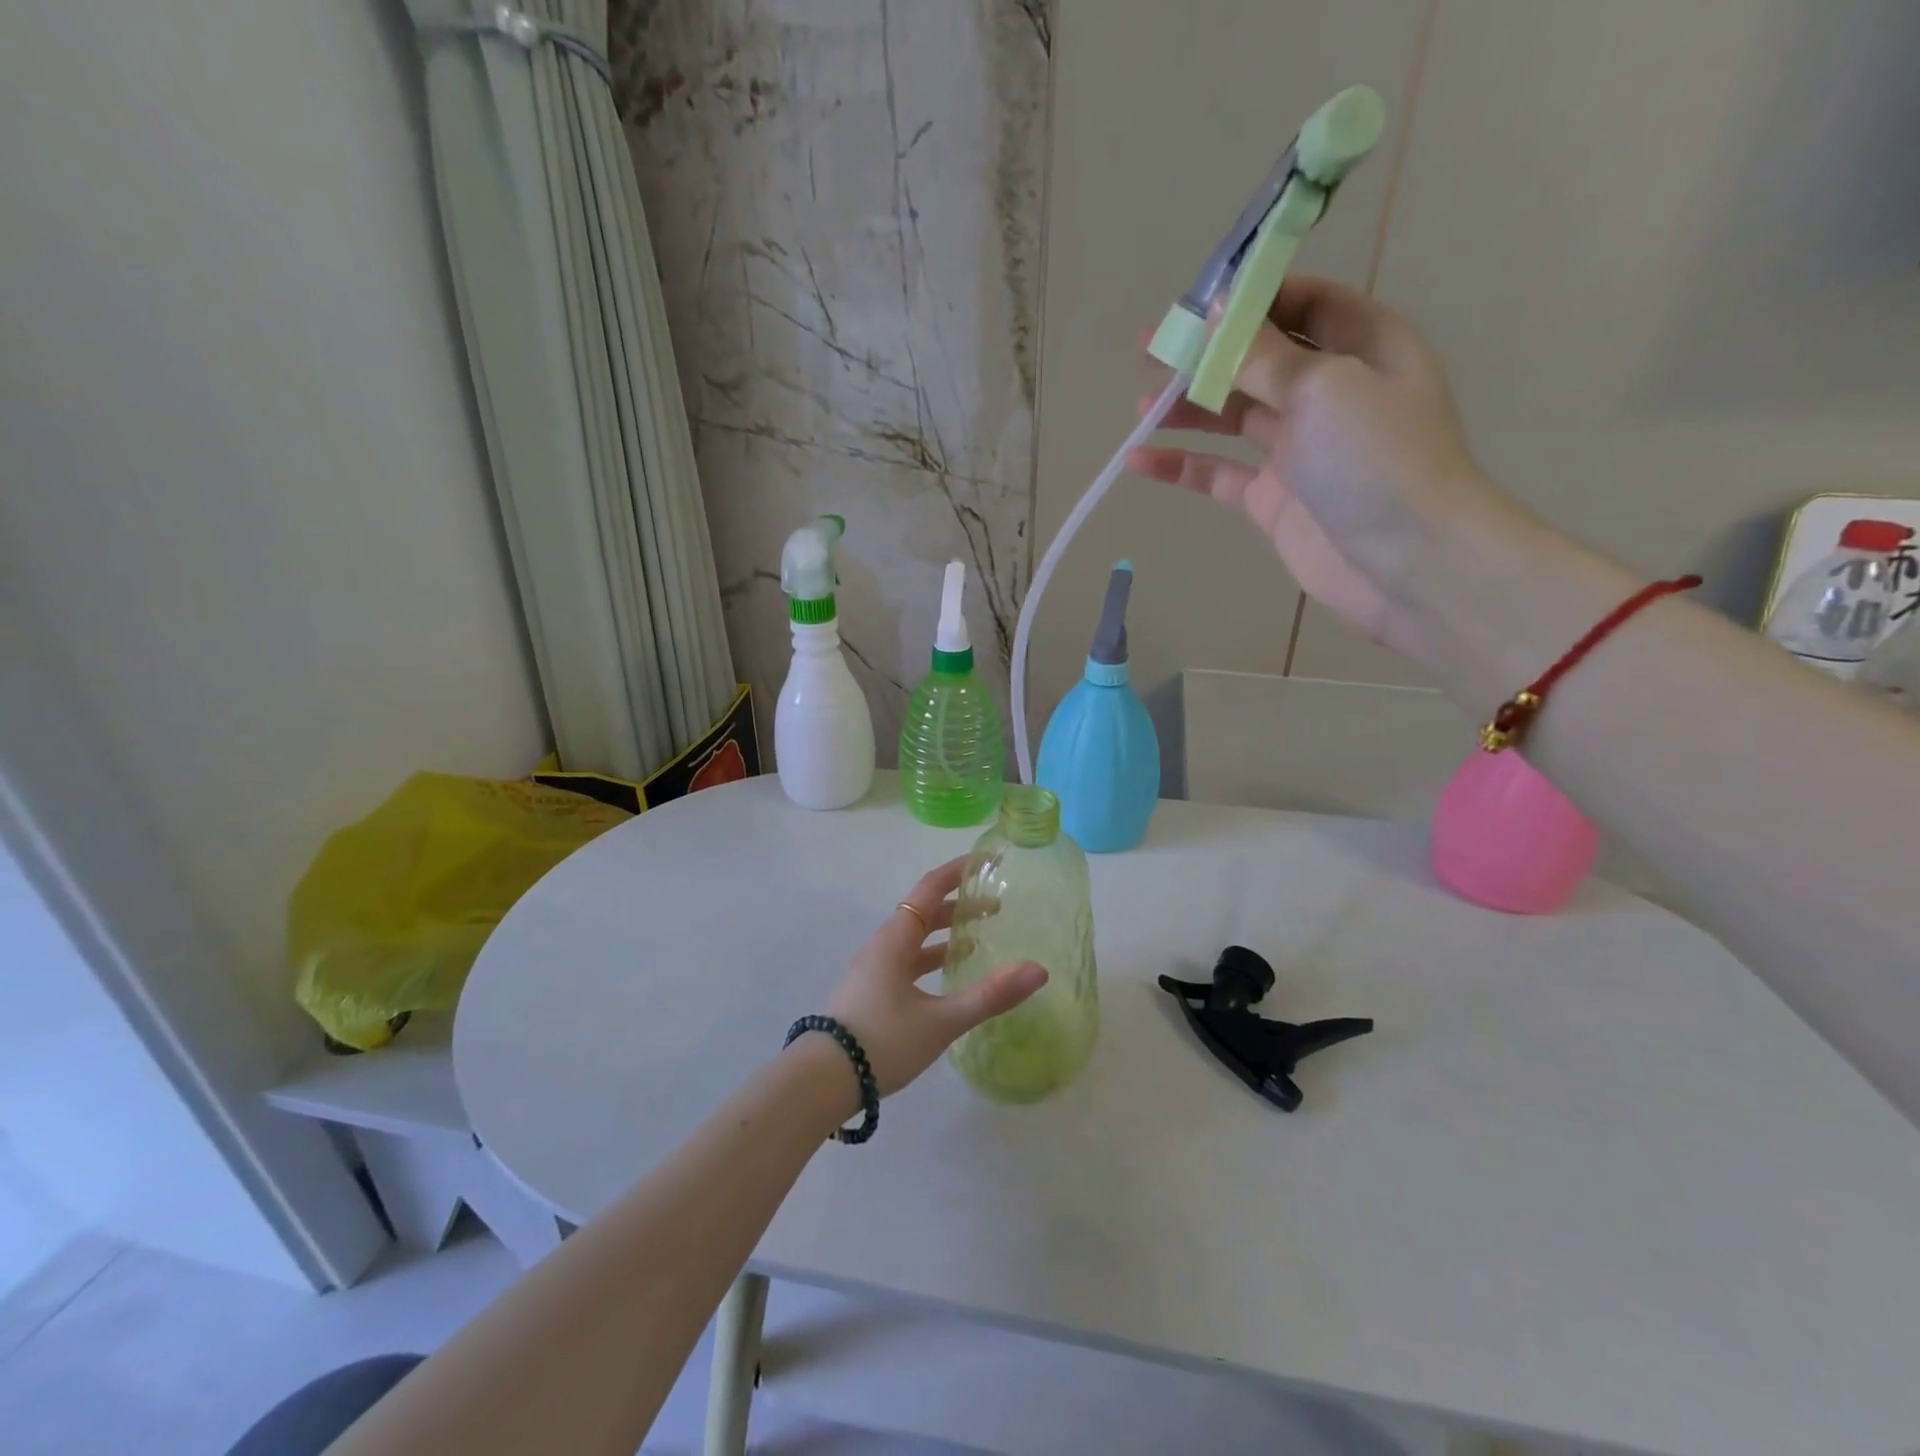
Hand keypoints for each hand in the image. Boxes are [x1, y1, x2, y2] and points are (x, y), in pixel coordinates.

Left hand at [823, 857, 1045, 1095]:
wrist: (821, 1081)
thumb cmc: (882, 1041)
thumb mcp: (941, 1021)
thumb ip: (990, 996)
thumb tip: (1039, 970)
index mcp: (896, 939)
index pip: (930, 888)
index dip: (959, 871)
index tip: (988, 861)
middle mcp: (884, 945)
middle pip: (924, 911)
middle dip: (959, 904)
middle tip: (997, 906)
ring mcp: (875, 969)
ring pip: (916, 938)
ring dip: (946, 933)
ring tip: (980, 938)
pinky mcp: (872, 991)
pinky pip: (908, 960)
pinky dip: (933, 957)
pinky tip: (950, 975)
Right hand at [1128, 276, 1519, 656]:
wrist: (1406, 561)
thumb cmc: (1377, 459)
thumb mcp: (1323, 387)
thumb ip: (1264, 355)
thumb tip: (1216, 313)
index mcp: (1362, 347)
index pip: (1304, 305)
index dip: (1252, 300)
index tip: (1197, 305)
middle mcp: (1330, 392)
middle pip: (1259, 361)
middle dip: (1206, 355)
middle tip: (1150, 351)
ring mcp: (1299, 449)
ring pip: (1233, 417)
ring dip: (1189, 408)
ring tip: (1142, 405)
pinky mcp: (1273, 500)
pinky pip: (1219, 474)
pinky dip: (1182, 466)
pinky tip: (1140, 460)